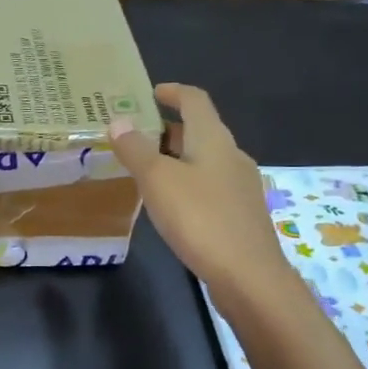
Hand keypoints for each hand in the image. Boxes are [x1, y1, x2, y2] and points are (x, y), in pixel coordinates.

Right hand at [108, 83, 289, 295]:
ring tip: (145, 168)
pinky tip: (170, 203)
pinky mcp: (240, 214)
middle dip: (168, 128)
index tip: (148, 93)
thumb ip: (136, 149)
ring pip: (204, 160)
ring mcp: (240, 187)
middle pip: (200, 130)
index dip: (172, 92)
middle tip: (134, 134)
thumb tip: (118, 121)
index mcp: (214, 139)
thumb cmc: (200, 219)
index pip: (195, 100)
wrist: (249, 277)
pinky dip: (187, 182)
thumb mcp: (158, 180)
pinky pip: (209, 186)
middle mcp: (232, 156)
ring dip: (176, 157)